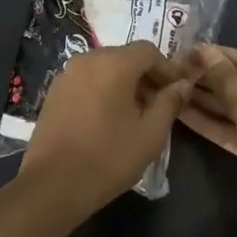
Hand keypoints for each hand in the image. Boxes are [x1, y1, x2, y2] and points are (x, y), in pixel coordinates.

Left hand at [20, 41, 196, 216]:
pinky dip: (103, 91)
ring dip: (125, 84)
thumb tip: (183, 84)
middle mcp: (87, 60)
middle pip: (125, 57)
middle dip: (146, 76)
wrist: (53, 185)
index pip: (148, 51)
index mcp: (113, 64)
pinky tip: (109, 119)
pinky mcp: (53, 94)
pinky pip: (87, 82)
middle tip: (161, 104)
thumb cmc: (109, 158)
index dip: (168, 69)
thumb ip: (170, 102)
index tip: (179, 91)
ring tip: (136, 114)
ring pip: (105, 69)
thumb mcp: (150, 133)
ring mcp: (66, 76)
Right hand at [180, 45, 236, 236]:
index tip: (186, 51)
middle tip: (174, 71)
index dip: (218, 56)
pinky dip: (213, 123)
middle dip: (210, 79)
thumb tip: (206, 51)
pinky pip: (236, 129)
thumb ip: (225, 78)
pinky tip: (183, 114)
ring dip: (207, 101)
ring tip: (172, 90)